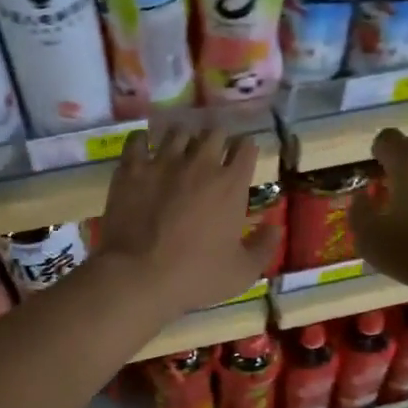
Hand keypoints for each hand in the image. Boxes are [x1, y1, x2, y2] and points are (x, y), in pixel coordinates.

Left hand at [95, 128, 279, 320]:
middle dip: (217, 139)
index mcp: (231, 184)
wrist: (139, 276)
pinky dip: (144, 140)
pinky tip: (145, 148)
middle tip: (213, 153)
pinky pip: (138, 140)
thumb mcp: (243, 272)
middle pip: (214, 132)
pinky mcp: (131, 169)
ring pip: (178, 131)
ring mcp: (163, 162)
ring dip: (183, 137)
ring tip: (180, 148)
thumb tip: (276, 227)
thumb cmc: (196, 276)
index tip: (243, 157)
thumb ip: (264, 246)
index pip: (246, 148)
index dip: (246, 149)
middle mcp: (200, 163)